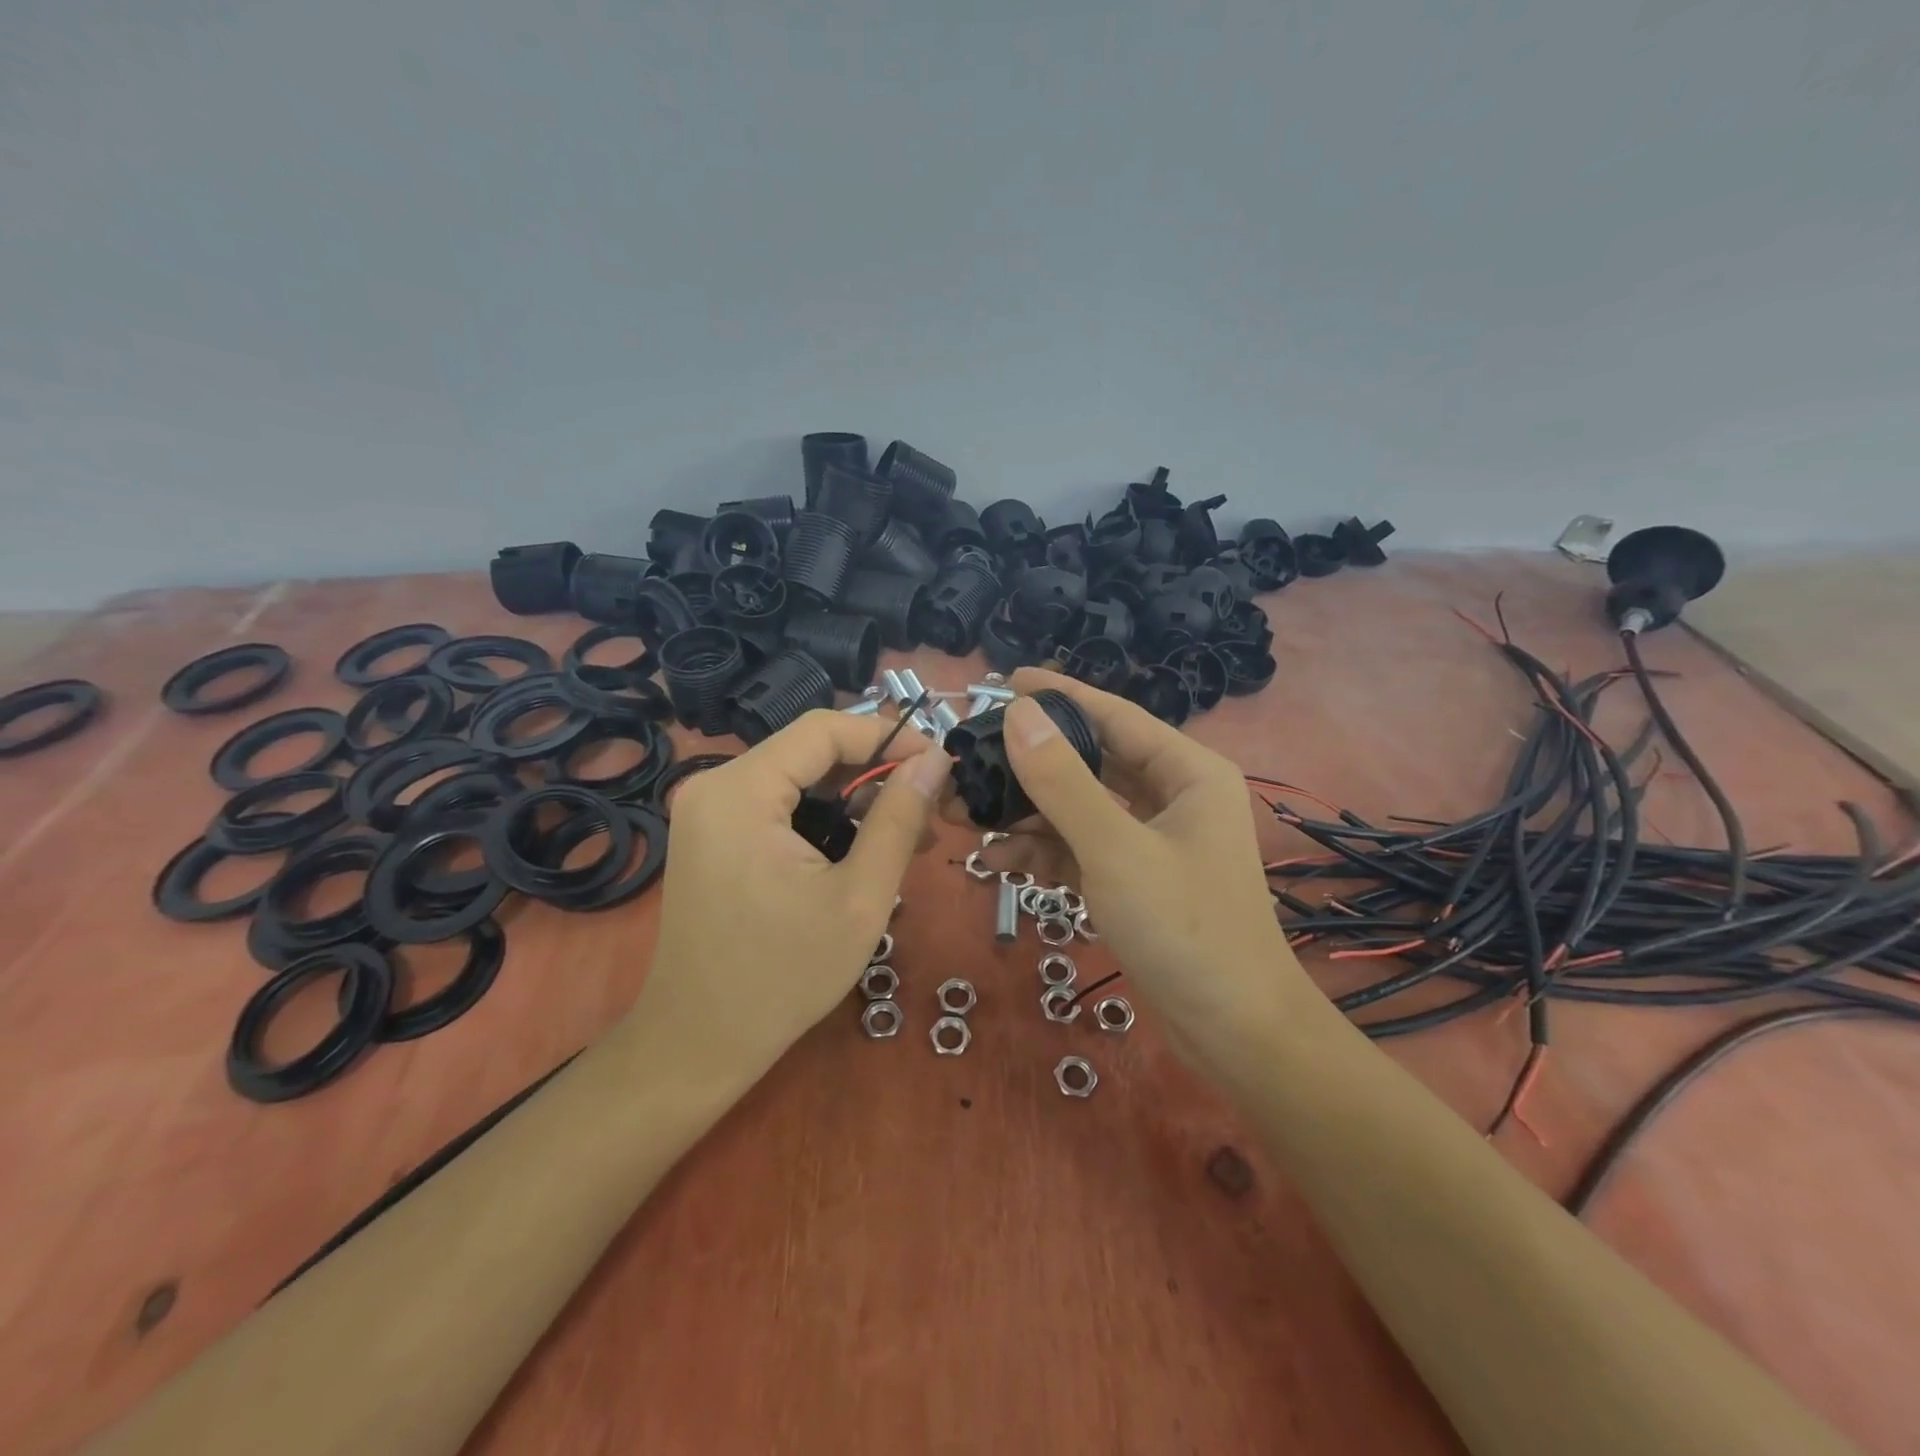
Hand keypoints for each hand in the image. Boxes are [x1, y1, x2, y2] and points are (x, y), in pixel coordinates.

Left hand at [633, 711, 949, 1089]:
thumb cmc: (783, 976)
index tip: (939, 762)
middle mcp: (715, 786)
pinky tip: (863, 848)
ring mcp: (708, 812)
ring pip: (799, 779)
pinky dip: (825, 819)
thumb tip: (936, 760)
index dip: (888, 736)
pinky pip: (779, 806)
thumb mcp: (859, 897)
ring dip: (854, 799)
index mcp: (740, 791)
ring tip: (908, 833)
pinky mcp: (713, 836)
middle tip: (929, 806)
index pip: (823, 730)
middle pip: (810, 752)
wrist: (699, 1042)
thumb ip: (899, 819)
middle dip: (874, 772)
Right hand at [982, 669, 1304, 1057]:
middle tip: (971, 757)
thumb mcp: (1115, 848)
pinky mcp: (1133, 879)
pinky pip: (1080, 849)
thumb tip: (1019, 713)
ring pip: (1079, 809)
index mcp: (1186, 772)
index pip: (1113, 715)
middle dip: (1029, 765)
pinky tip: (996, 860)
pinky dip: (1043, 852)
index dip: (1058, 695)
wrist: (1233, 1032)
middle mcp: (1171, 796)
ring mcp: (1151, 840)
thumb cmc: (1185, 928)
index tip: (1003, 680)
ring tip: (966, 813)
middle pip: (1090, 762)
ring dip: (1026, 813)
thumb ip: (1063, 780)